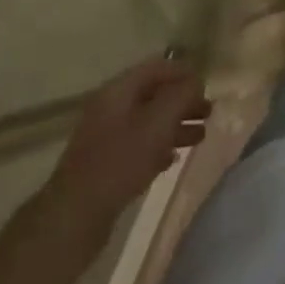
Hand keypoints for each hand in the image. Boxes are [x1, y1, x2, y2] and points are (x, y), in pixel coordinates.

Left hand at [36, 55, 209, 244]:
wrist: (75, 216)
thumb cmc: (120, 161)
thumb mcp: (158, 123)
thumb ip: (181, 96)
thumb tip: (196, 81)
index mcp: (118, 91)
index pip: (156, 67)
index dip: (183, 72)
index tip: (207, 85)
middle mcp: (110, 108)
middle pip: (153, 94)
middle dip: (183, 101)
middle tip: (208, 112)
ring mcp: (106, 137)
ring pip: (148, 121)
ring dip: (175, 125)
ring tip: (200, 137)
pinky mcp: (105, 164)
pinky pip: (138, 146)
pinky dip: (159, 146)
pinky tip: (172, 159)